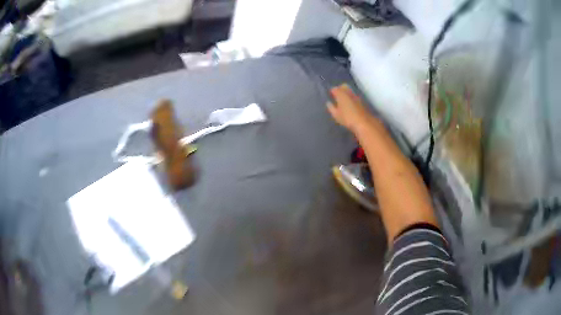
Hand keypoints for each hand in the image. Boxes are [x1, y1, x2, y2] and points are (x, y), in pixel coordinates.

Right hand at [326, 84, 373, 132]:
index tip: (330, 94)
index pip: (335, 89)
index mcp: (341, 94)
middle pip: (344, 86)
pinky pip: (354, 96)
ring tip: (342, 100)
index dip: (332, 91)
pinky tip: (349, 104)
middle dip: (340, 89)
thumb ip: (331, 108)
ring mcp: (356, 96)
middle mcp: (349, 93)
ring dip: (346, 93)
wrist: (364, 122)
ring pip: (350, 91)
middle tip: (337, 95)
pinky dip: (351, 98)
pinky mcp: (361, 101)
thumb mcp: (336, 115)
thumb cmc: (347, 118)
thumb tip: (328, 103)